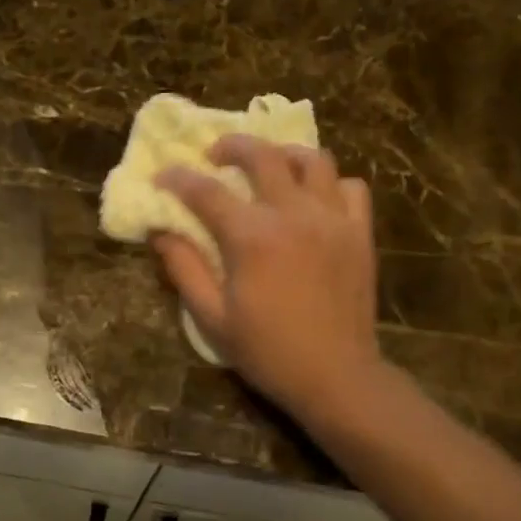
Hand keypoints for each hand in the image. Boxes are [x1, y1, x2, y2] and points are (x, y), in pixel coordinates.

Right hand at [153, 135, 382, 419]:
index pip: (206, 191)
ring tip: (270, 165)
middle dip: (232, 145)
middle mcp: (293, 214)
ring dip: (284, 154)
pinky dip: (331, 183)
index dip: (178, 179)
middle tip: (215, 155)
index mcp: (251, 237)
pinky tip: (316, 198)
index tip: (162, 176)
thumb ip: (184, 269)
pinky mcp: (360, 233)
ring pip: (313, 160)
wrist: (335, 376)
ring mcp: (333, 220)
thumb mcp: (212, 318)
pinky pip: (352, 188)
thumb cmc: (267, 352)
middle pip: (262, 156)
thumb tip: (161, 232)